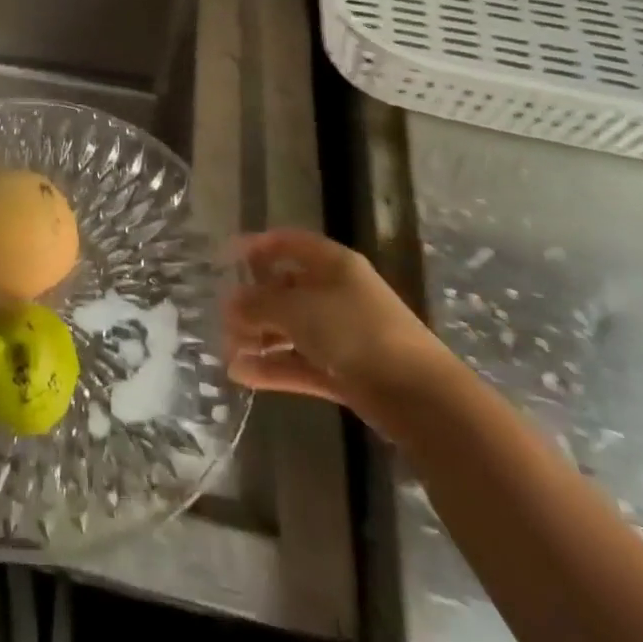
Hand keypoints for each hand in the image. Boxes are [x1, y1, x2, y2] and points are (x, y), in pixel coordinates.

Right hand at [223, 230, 445, 424]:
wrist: (419, 398)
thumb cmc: (354, 332)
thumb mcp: (297, 309)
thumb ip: (258, 304)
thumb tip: (230, 304)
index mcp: (332, 264)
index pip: (288, 243)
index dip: (256, 247)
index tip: (225, 259)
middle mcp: (337, 293)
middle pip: (286, 289)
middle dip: (252, 303)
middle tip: (223, 318)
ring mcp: (343, 334)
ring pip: (291, 329)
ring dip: (259, 339)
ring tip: (228, 352)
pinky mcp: (346, 372)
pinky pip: (301, 363)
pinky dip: (274, 369)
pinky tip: (243, 376)